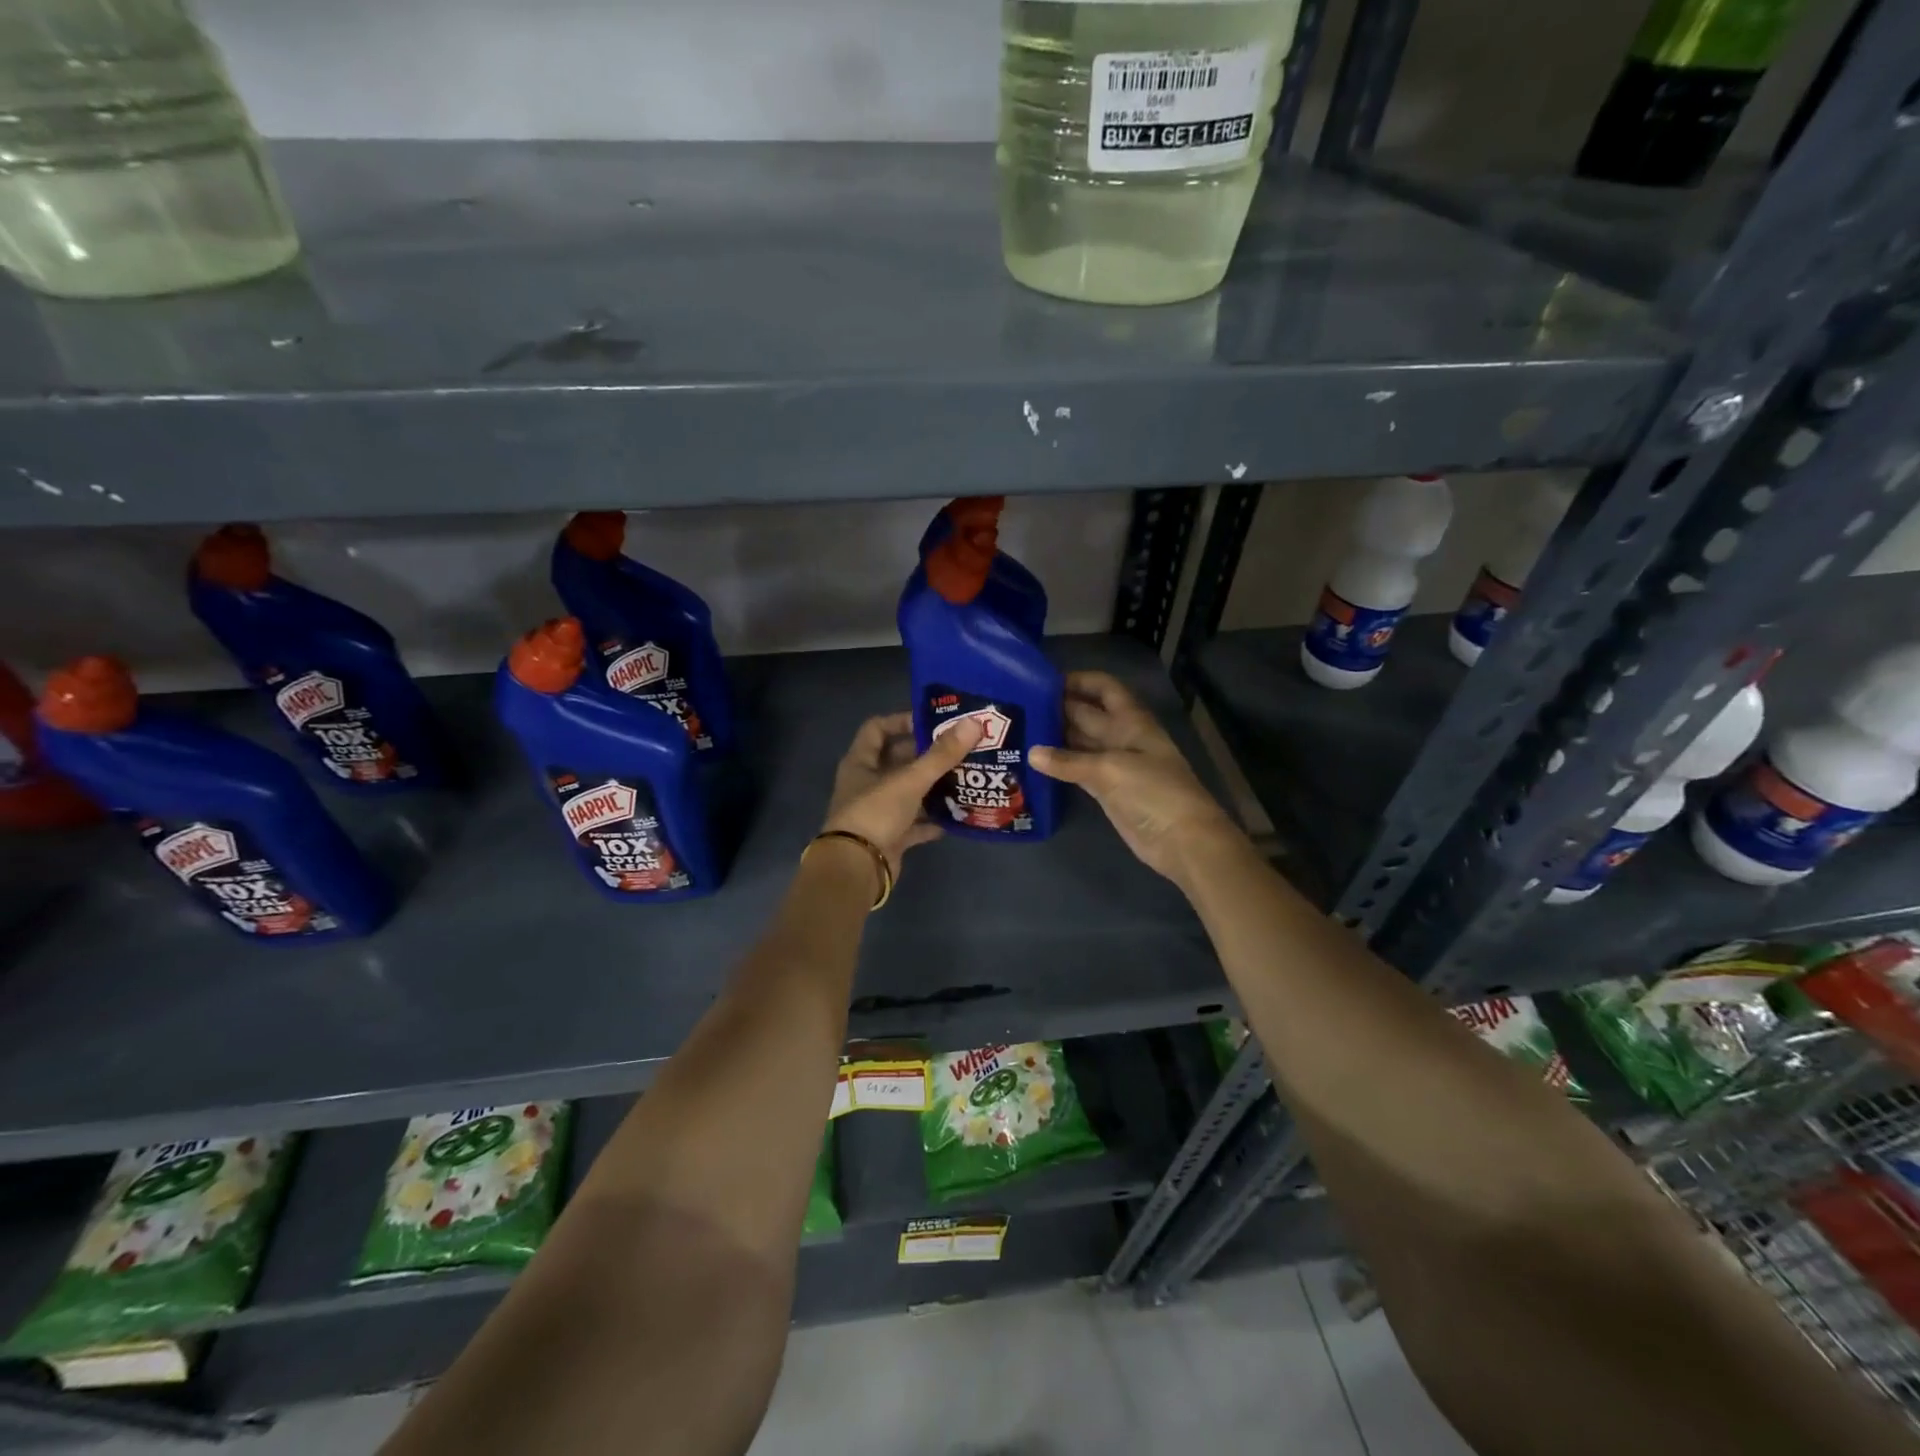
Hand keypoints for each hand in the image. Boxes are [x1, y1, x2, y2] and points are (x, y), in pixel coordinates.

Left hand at [822, 711, 982, 880]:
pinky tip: (957, 816)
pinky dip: (933, 820)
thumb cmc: (876, 813)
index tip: (932, 722)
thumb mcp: (910, 780)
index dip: (902, 721)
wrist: (857, 868)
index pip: (877, 729)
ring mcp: (878, 812)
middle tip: (959, 749)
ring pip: (909, 792)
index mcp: (861, 762)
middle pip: (897, 760)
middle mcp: (867, 783)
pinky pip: (915, 824)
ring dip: (933, 787)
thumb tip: (973, 723)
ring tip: (965, 778)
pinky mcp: (890, 837)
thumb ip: (941, 754)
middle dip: (927, 755)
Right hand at [1030, 671, 1241, 887]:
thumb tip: (1031, 753)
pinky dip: (1059, 766)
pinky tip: (1033, 762)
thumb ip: (1069, 761)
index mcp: (1131, 721)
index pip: (1104, 688)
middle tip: (1018, 707)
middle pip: (1087, 714)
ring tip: (1019, 730)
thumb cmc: (1154, 792)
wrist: (1182, 840)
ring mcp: (1114, 765)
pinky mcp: (1107, 790)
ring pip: (1080, 743)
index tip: (1043, 681)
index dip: (1078, 681)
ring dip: (1055, 737)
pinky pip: (1078, 770)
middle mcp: (1121, 737)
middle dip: (1058, 708)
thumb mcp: (1111, 769)